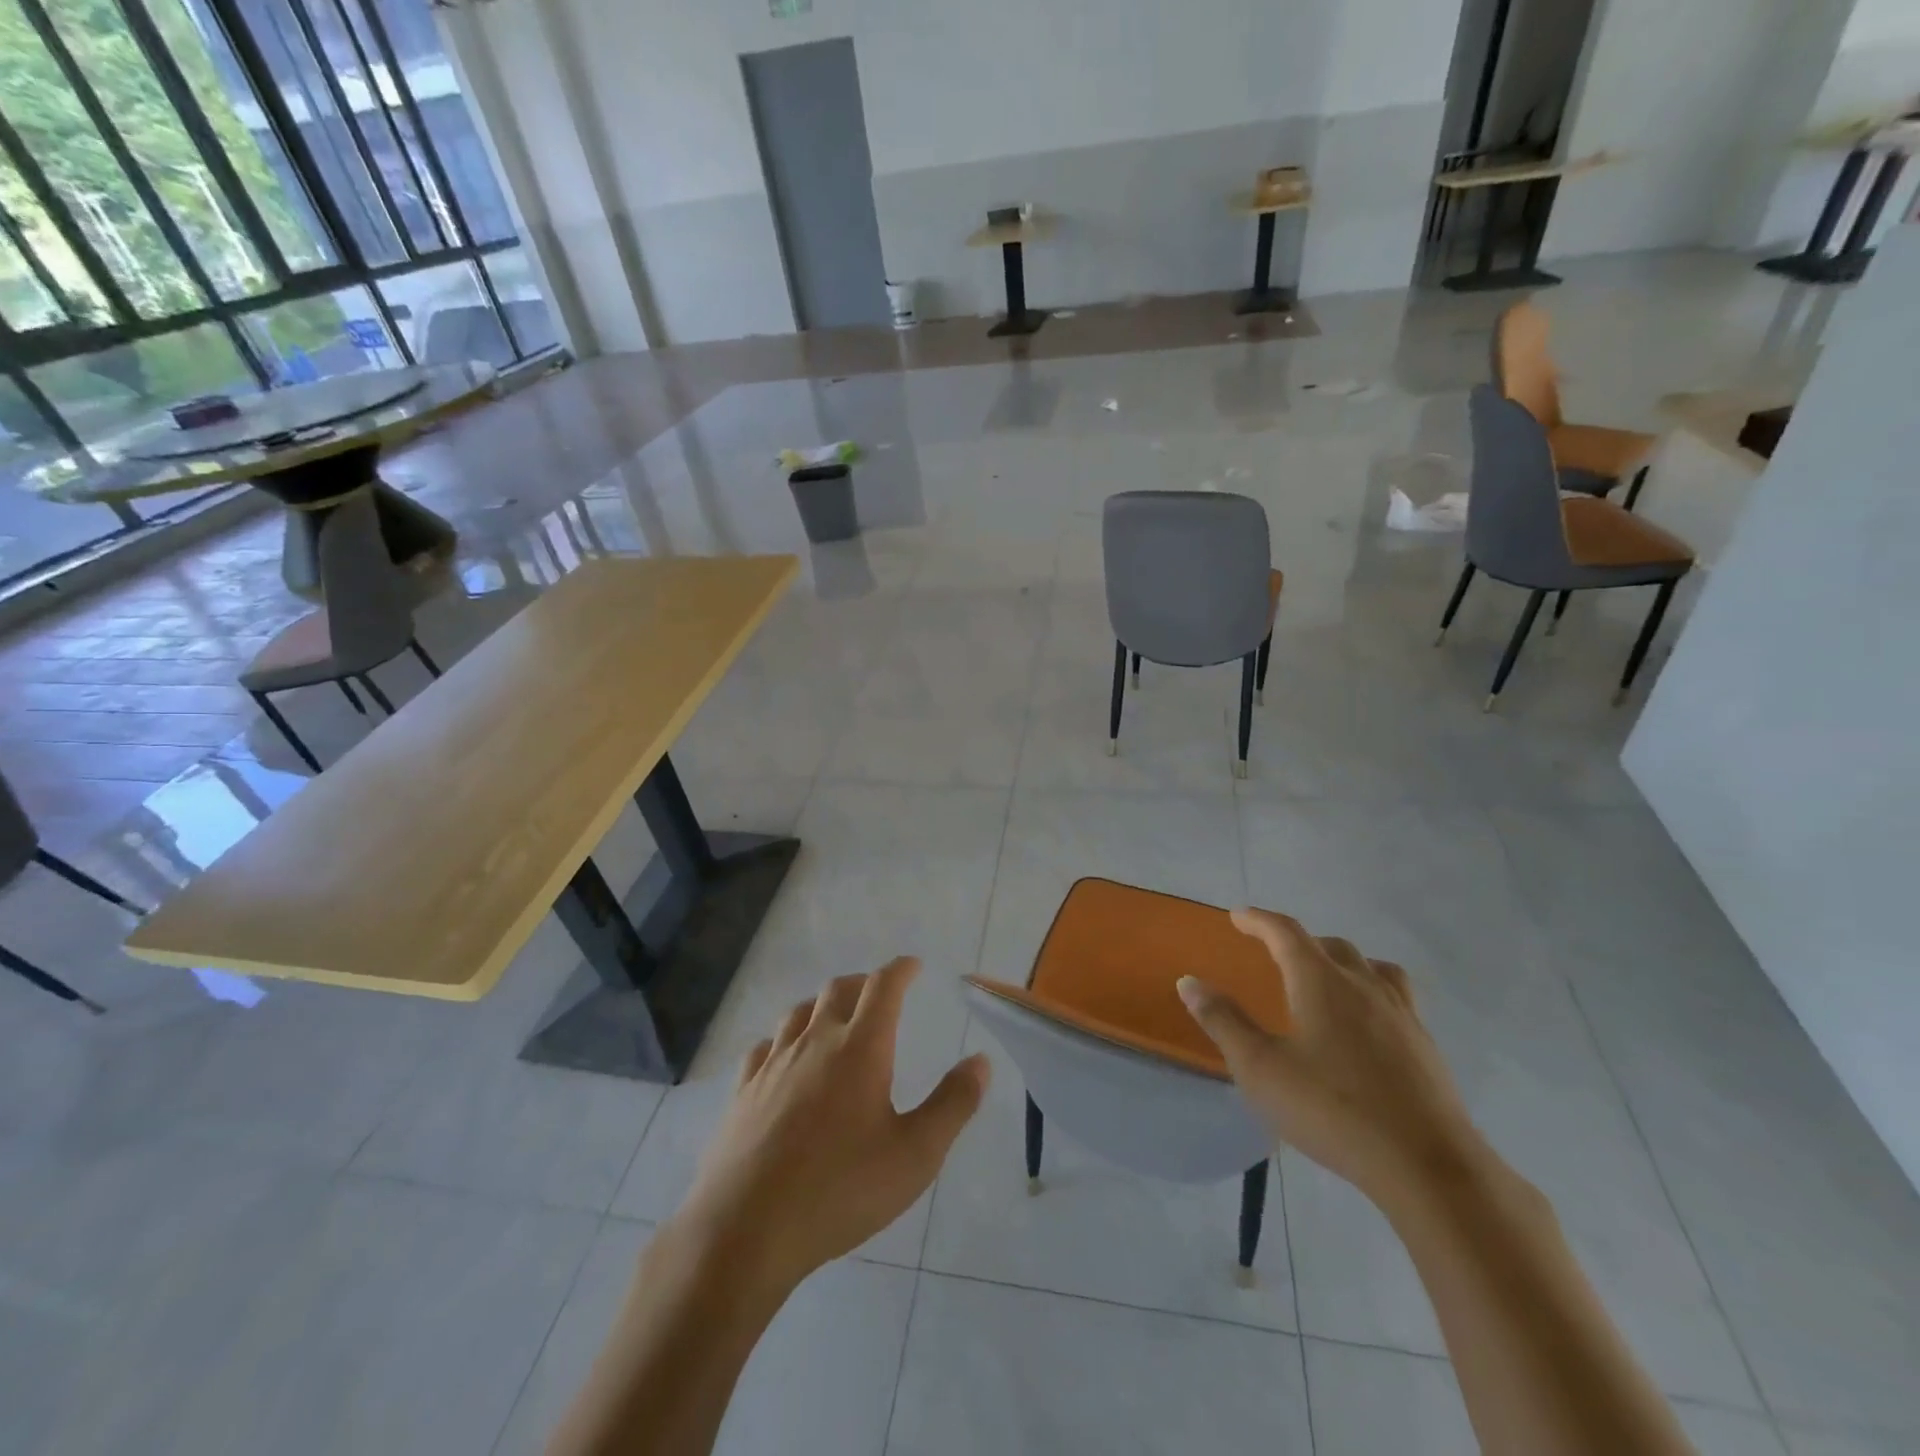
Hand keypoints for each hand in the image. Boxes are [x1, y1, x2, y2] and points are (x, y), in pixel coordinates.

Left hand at [673, 956, 989, 1296]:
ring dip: (823, 1004)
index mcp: (860, 1049)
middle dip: (864, 983)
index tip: (912, 965)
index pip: (883, 987)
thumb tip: (980, 1061)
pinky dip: (783, 1037)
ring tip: (835, 1017)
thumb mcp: (915, 1155)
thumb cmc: (840, 1190)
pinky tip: (783, 1055)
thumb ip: (952, 1104)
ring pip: (799, 1012)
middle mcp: (815, 1042)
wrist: (744, 1230)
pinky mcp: (742, 1091)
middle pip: (838, 990)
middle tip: (879, 992)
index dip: (900, 970)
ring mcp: (773, 1064)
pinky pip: (764, 1046)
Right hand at [1177, 908, 1481, 1211]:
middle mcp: (1363, 986)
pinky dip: (1373, 992)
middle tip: (1276, 954)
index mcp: (1321, 982)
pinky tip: (1366, 1026)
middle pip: (1331, 945)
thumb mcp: (1260, 1068)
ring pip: (1373, 967)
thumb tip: (1189, 982)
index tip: (1239, 916)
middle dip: (1300, 941)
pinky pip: (1397, 998)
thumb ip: (1223, 1021)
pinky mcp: (1425, 1047)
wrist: (1428, 1167)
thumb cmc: (1332, 1110)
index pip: (1286, 933)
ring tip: (1328, 979)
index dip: (1260, 920)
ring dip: (1344, 962)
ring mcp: (1402, 1015)